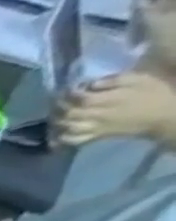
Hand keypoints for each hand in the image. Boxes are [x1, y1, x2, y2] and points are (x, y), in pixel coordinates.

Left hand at [55, 71, 175, 148]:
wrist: (165, 115)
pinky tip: (57, 133)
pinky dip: (60, 138)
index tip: (65, 88)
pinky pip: (72, 140)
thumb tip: (90, 83)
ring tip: (55, 113)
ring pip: (65, 127)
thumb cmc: (154, 93)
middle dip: (57, 106)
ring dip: (55, 120)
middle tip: (55, 100)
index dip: (67, 93)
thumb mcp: (140, 79)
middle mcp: (95, 115)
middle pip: (67, 113)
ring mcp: (93, 128)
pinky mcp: (95, 137)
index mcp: (106, 100)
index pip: (78, 98)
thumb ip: (114, 80)